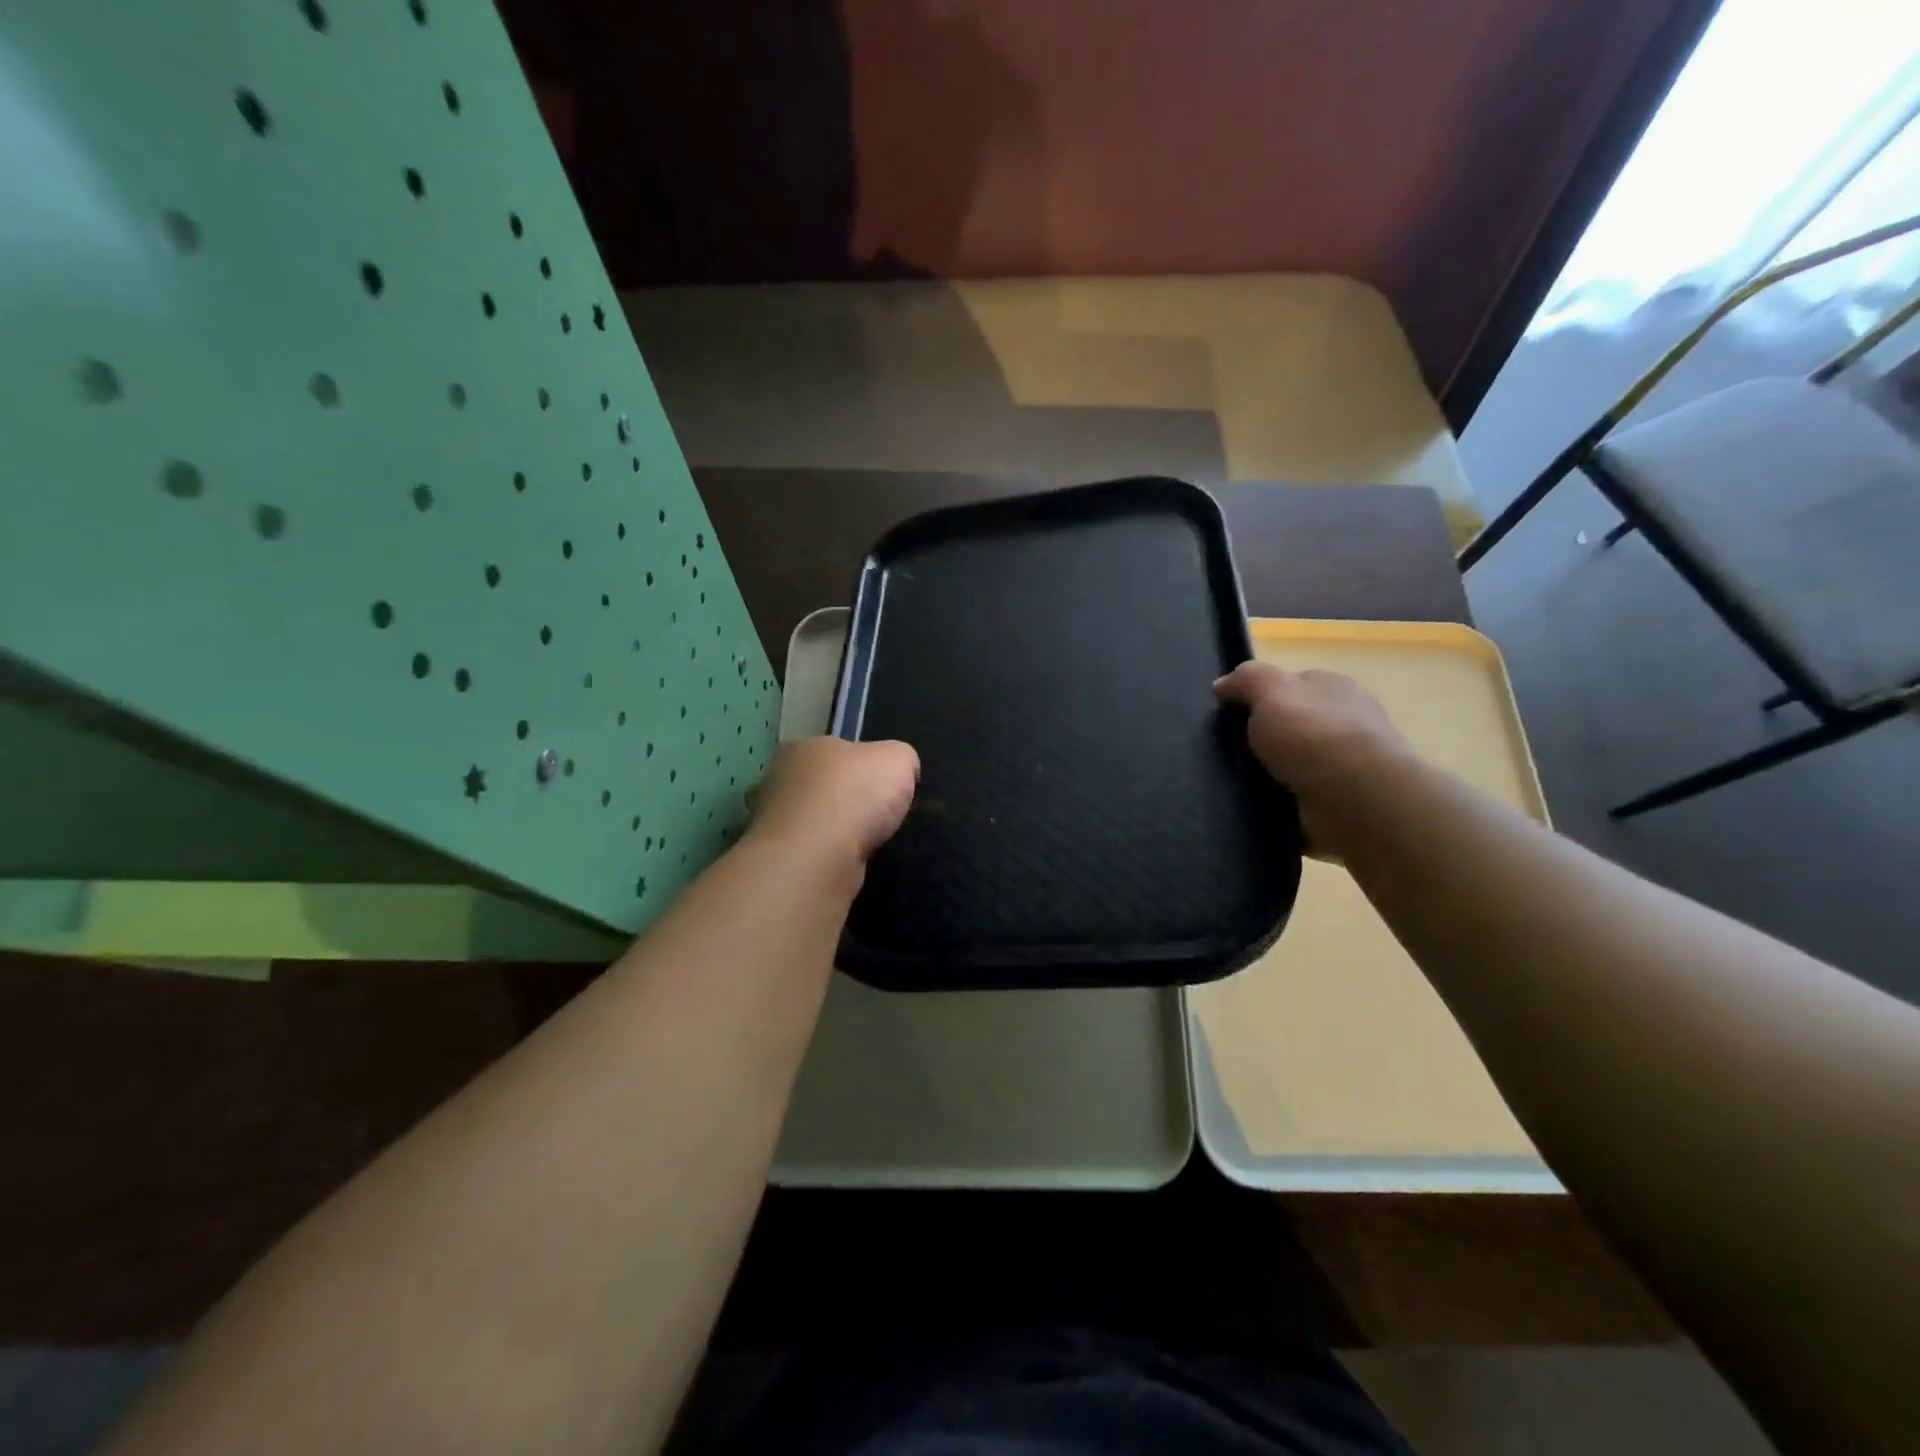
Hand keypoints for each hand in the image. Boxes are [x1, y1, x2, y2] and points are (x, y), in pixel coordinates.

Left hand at [745, 736, 919, 873]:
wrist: (815, 859)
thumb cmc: (854, 797)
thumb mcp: (898, 760)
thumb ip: (901, 758)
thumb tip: (898, 770)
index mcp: (805, 746)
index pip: (838, 750)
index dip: (865, 767)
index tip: (885, 787)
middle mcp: (781, 778)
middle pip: (824, 785)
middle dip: (848, 799)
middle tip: (877, 817)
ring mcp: (772, 820)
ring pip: (815, 820)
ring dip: (836, 831)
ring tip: (864, 844)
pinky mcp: (777, 856)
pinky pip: (810, 850)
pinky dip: (827, 856)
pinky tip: (845, 863)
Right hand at [1214, 663, 1411, 853]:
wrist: (1357, 800)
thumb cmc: (1313, 735)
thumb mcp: (1270, 690)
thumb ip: (1246, 680)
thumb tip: (1222, 685)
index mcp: (1332, 687)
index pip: (1289, 684)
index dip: (1258, 696)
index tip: (1229, 714)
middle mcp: (1342, 721)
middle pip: (1289, 724)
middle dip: (1261, 737)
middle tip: (1227, 751)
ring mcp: (1344, 763)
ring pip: (1290, 763)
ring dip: (1267, 773)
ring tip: (1233, 783)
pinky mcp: (1339, 801)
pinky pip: (1296, 797)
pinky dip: (1278, 802)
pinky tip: (1257, 806)